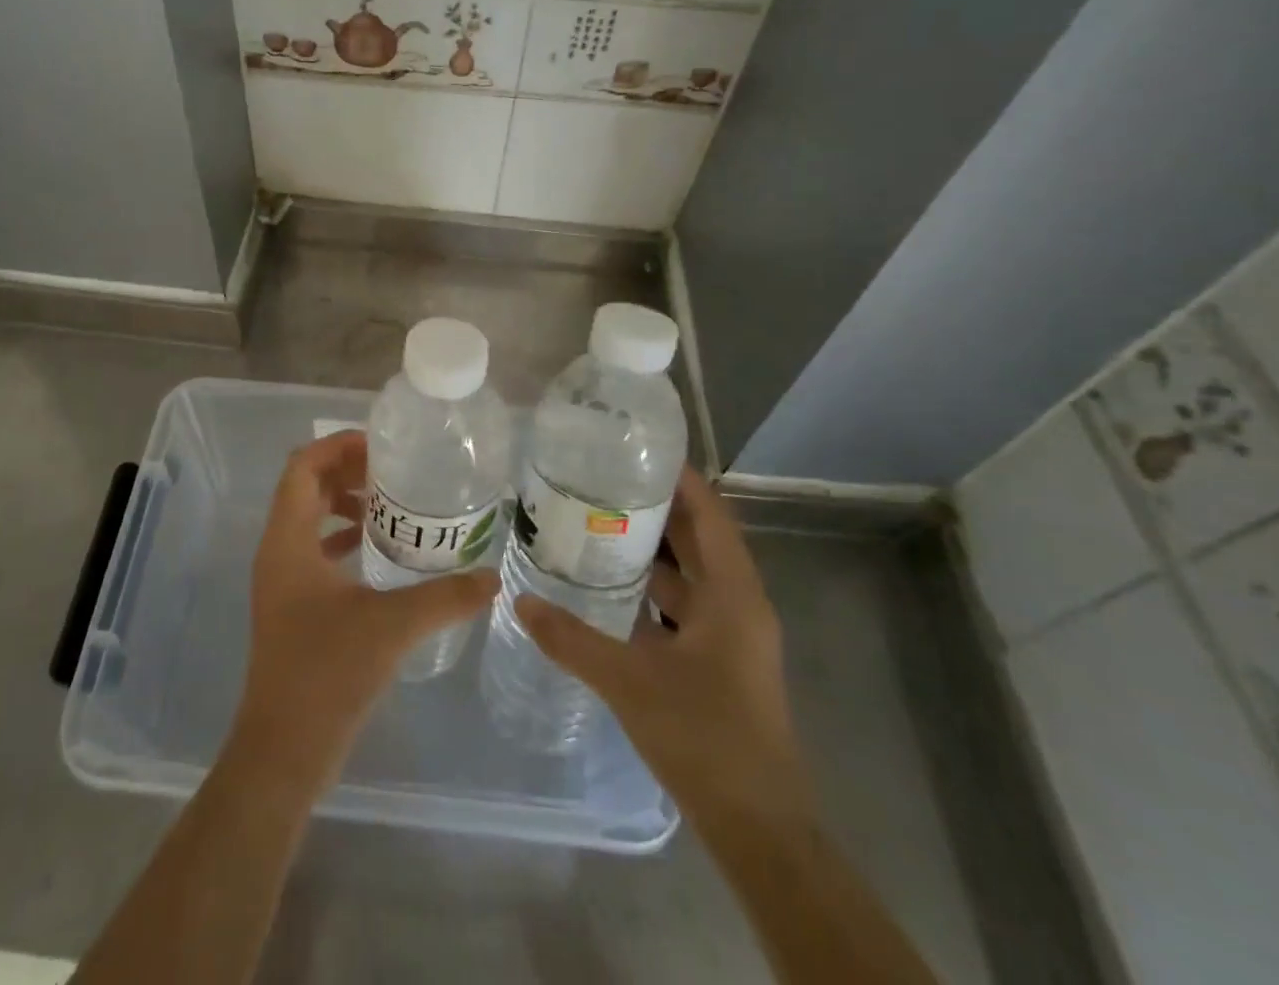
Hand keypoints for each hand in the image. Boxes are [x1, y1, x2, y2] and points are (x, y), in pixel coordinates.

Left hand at [229, 429, 498, 790]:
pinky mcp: (290, 605)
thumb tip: (492, 576)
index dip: (337, 446)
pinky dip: (341, 538)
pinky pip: (312, 550)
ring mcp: (280, 579)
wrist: (283, 750)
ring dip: (343, 504)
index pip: (301, 467)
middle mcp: (277, 550)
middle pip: (304, 487)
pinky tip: (377, 551)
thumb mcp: (392, 627)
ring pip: (307, 518)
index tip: (381, 446)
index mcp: (288, 541)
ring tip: (390, 507)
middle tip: (393, 473)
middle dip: (345, 470)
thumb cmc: (327, 674)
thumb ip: (445, 598)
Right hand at [514, 466, 814, 837]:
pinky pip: (684, 605)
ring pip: (690, 573)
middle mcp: (739, 604)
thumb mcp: (630, 682)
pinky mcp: (720, 660)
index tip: (634, 449)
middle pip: (699, 538)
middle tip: (600, 479)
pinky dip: (652, 588)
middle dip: (655, 506)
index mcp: (733, 594)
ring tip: (596, 522)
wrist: (759, 830)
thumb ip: (572, 639)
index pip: (710, 513)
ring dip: (651, 548)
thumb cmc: (705, 739)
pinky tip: (609, 587)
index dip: (679, 477)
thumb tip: (519, 601)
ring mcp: (732, 635)